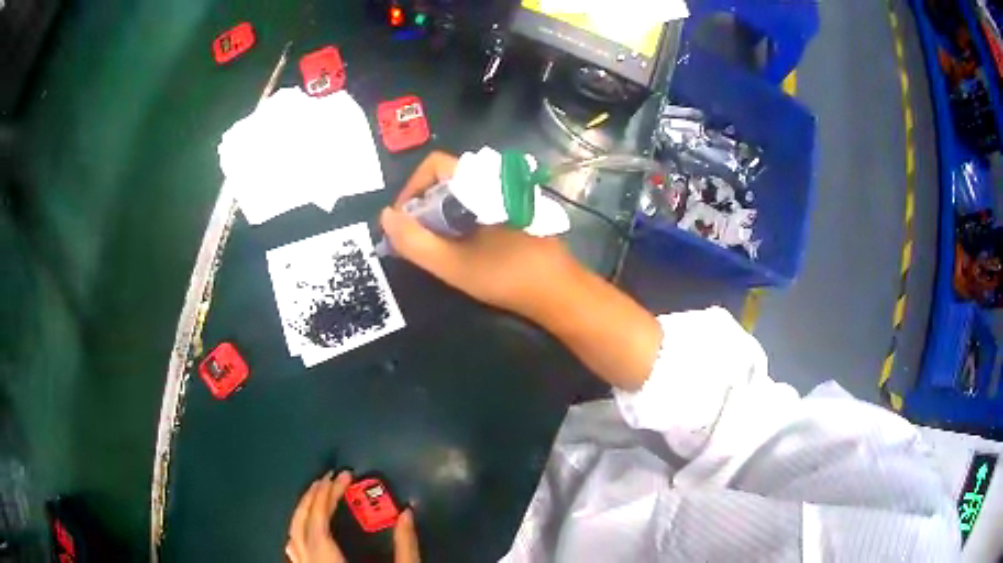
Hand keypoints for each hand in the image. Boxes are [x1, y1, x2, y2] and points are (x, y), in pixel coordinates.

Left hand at [286, 471, 420, 562]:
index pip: (319, 522)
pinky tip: (303, 528)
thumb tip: (408, 512)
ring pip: (293, 535)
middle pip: (302, 525)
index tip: (344, 477)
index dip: (328, 496)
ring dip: (303, 511)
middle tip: (331, 477)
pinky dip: (297, 531)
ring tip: (318, 494)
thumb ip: (406, 546)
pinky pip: (294, 550)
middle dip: (314, 497)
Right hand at [381, 151, 582, 320]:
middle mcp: (494, 179)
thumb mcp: (451, 264)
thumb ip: (413, 240)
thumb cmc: (505, 275)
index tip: (404, 222)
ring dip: (440, 215)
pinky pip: (476, 203)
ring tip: (435, 247)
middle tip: (417, 240)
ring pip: (460, 193)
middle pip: (445, 179)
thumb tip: (386, 217)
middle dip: (423, 206)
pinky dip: (459, 220)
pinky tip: (461, 247)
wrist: (558, 291)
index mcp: (480, 182)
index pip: (433, 164)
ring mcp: (507, 194)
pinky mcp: (513, 210)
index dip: (411, 188)